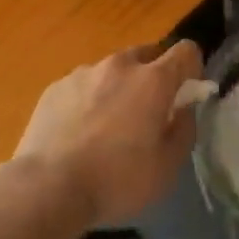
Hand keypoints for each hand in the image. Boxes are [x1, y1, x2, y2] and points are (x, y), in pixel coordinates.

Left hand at [15, 40, 202, 226]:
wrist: (47, 188)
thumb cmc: (116, 180)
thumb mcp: (167, 167)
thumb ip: (184, 129)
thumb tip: (184, 108)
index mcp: (153, 80)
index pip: (186, 50)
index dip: (192, 68)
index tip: (185, 94)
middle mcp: (120, 65)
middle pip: (148, 55)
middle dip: (153, 77)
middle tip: (146, 113)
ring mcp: (85, 72)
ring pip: (113, 70)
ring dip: (119, 88)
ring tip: (106, 127)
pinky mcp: (56, 86)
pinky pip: (83, 85)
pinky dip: (88, 100)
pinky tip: (78, 133)